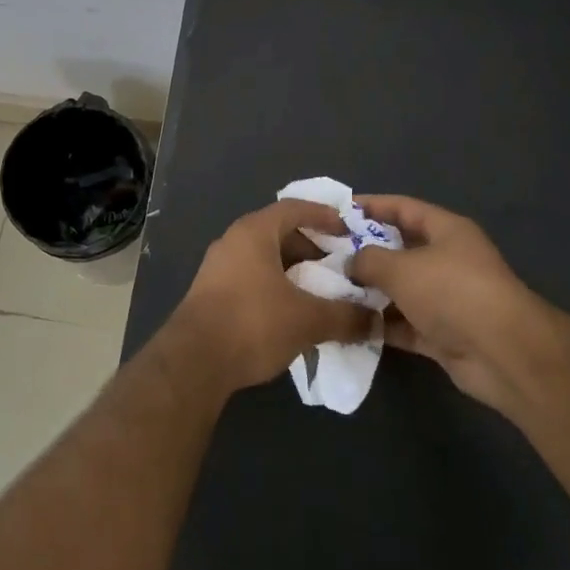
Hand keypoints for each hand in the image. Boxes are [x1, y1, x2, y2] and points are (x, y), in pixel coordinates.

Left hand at [172, 200, 375, 393]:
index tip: (348, 230)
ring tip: (321, 293)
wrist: (194, 361)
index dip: (323, 216)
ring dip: (293, 271)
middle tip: (339, 266)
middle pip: (278, 233)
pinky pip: (252, 278)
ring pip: (264, 259)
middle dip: (311, 248)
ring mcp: (218, 267)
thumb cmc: (253, 323)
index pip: (293, 208)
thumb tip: (376, 320)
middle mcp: (232, 241)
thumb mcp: (307, 319)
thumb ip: (345, 316)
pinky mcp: (211, 294)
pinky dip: (276, 287)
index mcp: (253, 232)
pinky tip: (292, 313)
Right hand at [349, 195, 549, 413]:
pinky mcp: (443, 334)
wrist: (505, 355)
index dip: (371, 205)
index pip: (403, 207)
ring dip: (369, 292)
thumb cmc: (452, 292)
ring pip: (400, 289)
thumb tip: (351, 263)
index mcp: (446, 231)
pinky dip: (381, 324)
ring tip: (329, 290)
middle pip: (399, 249)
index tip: (337, 210)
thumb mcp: (401, 267)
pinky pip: (404, 324)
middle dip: (364, 252)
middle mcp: (448, 260)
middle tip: (325, 254)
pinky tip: (349, 324)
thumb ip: (368, 259)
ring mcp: (446, 299)